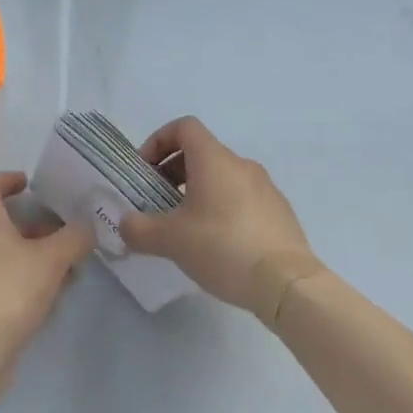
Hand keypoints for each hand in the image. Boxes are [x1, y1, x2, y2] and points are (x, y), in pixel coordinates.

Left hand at [0, 173, 94, 366]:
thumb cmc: (11, 290)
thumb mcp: (51, 259)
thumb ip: (73, 239)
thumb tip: (86, 228)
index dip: (6, 179)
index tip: (29, 183)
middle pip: (3, 223)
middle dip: (36, 226)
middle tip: (64, 233)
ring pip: (8, 254)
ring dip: (36, 256)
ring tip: (69, 270)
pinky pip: (6, 280)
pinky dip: (28, 280)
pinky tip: (53, 298)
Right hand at [120, 117, 314, 310]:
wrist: (288, 285)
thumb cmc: (223, 247)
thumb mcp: (171, 240)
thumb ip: (140, 229)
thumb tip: (124, 225)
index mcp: (214, 159)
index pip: (183, 127)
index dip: (159, 141)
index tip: (145, 170)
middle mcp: (241, 164)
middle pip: (201, 153)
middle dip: (174, 172)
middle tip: (160, 203)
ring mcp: (265, 188)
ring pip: (223, 177)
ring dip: (199, 192)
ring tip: (188, 228)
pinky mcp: (280, 213)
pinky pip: (243, 199)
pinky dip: (224, 209)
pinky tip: (219, 245)